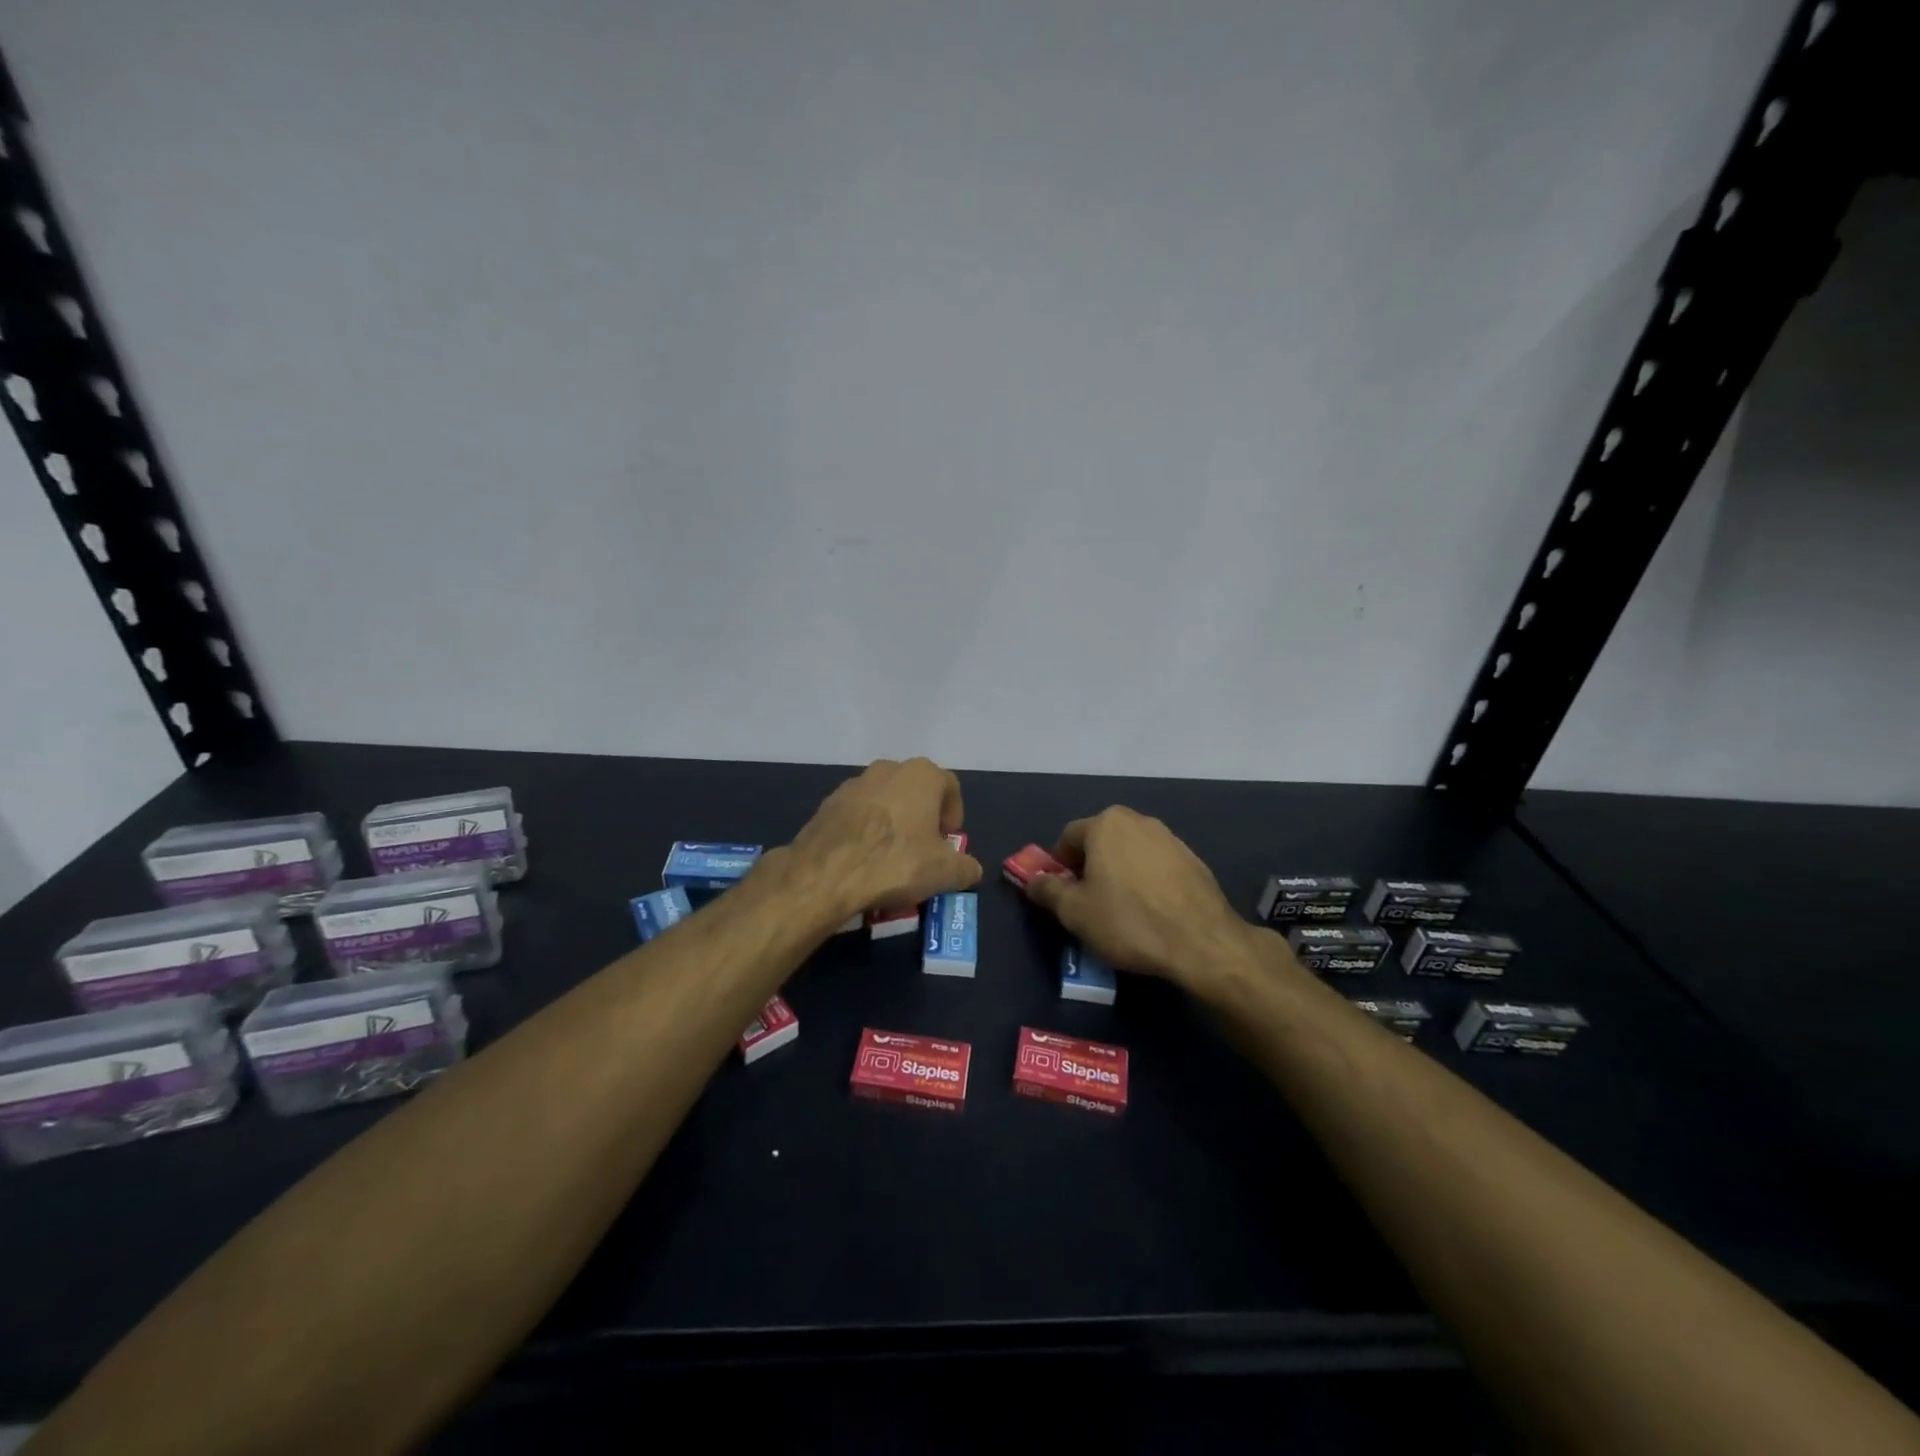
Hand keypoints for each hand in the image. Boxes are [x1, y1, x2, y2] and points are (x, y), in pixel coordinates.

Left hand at [788, 758, 982, 919]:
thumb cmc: (896, 862)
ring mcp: (854, 783)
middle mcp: (888, 769)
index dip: (954, 815)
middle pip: (916, 791)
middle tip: (924, 850)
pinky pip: (857, 815)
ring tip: (891, 858)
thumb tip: (971, 870)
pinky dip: (865, 831)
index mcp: (922, 775)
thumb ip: (966, 868)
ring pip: (884, 801)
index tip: (949, 843)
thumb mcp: (945, 873)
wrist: (826, 873)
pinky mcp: (828, 803)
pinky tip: (863, 859)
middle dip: (923, 818)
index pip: (950, 787)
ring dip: (893, 823)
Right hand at [1022, 806, 1252, 998]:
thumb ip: (1048, 890)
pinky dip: (1146, 881)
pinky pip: (1156, 865)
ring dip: (1119, 873)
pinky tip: (1151, 911)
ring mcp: (1169, 837)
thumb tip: (1033, 880)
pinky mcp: (1193, 859)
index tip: (1062, 895)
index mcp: (1105, 824)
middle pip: (1100, 841)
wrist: (1202, 942)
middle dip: (1090, 867)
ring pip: (1129, 852)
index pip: (1068, 838)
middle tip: (1089, 903)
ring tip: (1122, 910)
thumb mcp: (1074, 912)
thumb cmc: (1128, 921)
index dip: (1059, 867)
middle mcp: (1137, 820)